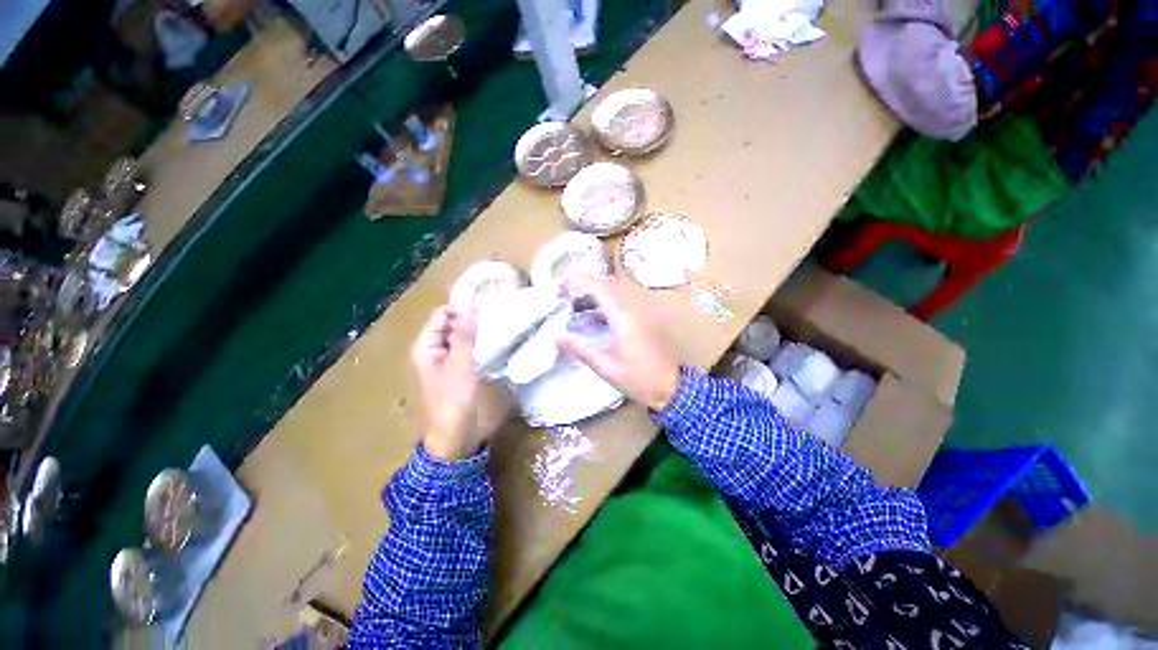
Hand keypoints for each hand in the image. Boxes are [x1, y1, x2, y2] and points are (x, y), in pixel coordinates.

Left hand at [411, 306, 509, 459]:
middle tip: (499, 317)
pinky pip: (470, 348)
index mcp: (426, 346)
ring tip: (501, 326)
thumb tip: (470, 306)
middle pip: (453, 323)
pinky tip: (497, 342)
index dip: (464, 309)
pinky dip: (481, 343)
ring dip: (479, 331)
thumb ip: (464, 336)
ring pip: (463, 335)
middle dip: (474, 319)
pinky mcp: (460, 368)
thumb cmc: (454, 402)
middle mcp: (435, 349)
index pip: (443, 314)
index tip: (490, 309)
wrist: (456, 438)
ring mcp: (447, 359)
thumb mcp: (460, 366)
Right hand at [556, 276, 681, 410]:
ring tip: (573, 302)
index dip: (577, 282)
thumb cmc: (638, 378)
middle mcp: (633, 308)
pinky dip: (603, 303)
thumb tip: (555, 336)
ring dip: (593, 293)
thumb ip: (580, 348)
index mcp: (623, 316)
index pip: (598, 287)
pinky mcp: (643, 320)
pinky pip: (621, 303)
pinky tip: (591, 316)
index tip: (559, 285)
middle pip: (606, 285)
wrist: (672, 387)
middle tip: (563, 292)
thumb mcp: (605, 366)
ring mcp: (640, 313)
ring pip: (614, 293)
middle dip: (583, 284)